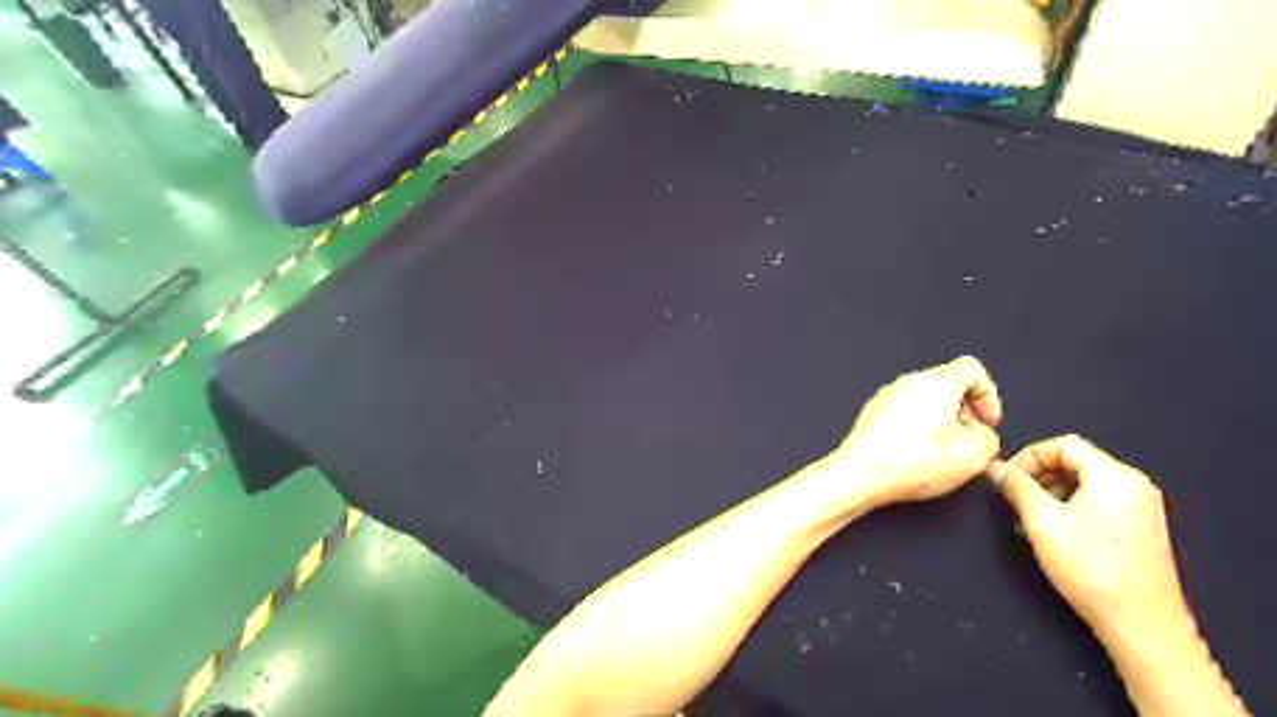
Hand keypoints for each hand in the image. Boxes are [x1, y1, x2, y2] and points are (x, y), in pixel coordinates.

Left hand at [836, 355, 1002, 507]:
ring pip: (925, 399)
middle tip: (969, 440)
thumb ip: (990, 438)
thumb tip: (981, 436)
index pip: (972, 369)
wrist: (860, 474)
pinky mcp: (872, 413)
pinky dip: (917, 428)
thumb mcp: (974, 455)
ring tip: (942, 452)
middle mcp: (908, 382)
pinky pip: (903, 412)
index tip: (988, 422)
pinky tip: (917, 455)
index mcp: (936, 382)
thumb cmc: (910, 462)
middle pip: (948, 384)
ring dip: (941, 421)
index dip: (988, 396)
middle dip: (965, 411)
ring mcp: (886, 396)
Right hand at [987, 438, 1185, 642]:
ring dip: (1050, 492)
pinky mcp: (1140, 530)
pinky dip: (1069, 507)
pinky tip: (1053, 532)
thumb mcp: (1042, 521)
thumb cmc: (1092, 568)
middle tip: (1013, 497)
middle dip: (1038, 475)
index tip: (1006, 478)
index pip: (1064, 444)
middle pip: (1075, 461)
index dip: (1028, 455)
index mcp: (1115, 476)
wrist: (1142, 626)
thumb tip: (996, 468)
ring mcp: (1141, 509)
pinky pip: (1097, 502)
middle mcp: (1134, 486)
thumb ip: (1016, 486)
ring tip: (1028, 518)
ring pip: (1084, 483)